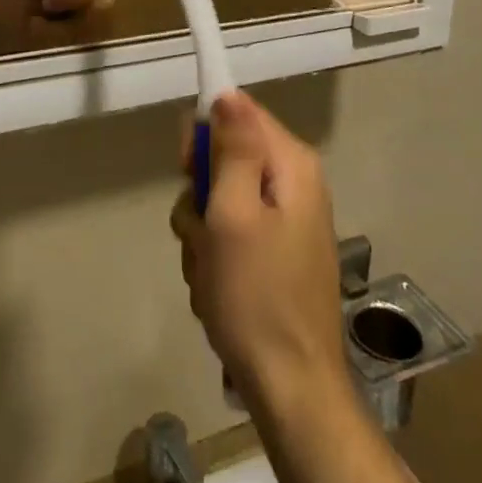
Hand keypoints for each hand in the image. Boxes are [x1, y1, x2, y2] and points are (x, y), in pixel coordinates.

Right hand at [170, 92, 347, 416]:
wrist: (290, 388)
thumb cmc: (256, 296)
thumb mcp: (233, 215)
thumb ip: (231, 149)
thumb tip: (227, 94)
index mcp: (292, 166)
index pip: (239, 112)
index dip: (205, 134)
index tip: (187, 168)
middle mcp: (293, 184)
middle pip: (225, 157)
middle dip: (200, 194)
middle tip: (202, 230)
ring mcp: (284, 221)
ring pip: (218, 199)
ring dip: (202, 233)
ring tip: (210, 270)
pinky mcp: (273, 253)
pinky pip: (228, 233)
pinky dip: (214, 257)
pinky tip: (217, 288)